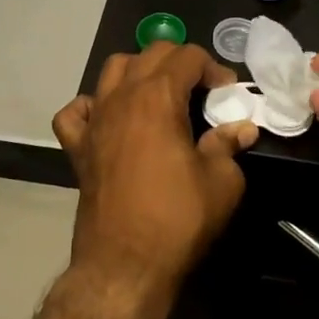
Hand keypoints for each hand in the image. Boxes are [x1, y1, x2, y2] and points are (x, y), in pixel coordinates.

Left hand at [53, 43, 257, 311]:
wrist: (125, 265)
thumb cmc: (177, 219)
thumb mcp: (222, 182)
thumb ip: (229, 145)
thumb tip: (242, 128)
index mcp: (157, 97)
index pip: (187, 56)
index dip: (213, 68)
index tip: (228, 94)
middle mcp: (121, 96)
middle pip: (150, 53)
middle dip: (181, 62)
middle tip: (202, 92)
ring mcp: (94, 120)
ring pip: (112, 69)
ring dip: (139, 71)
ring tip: (160, 96)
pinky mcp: (78, 147)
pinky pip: (76, 112)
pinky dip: (92, 106)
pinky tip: (109, 119)